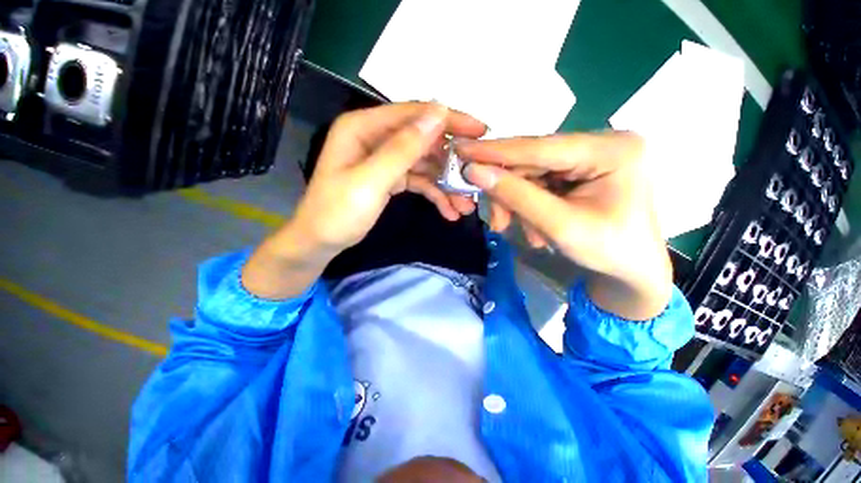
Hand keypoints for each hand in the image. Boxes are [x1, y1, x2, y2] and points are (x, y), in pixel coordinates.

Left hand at [242, 102, 486, 298]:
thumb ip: (403, 149)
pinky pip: (419, 181)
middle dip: (451, 162)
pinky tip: (449, 210)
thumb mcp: (371, 181)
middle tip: (475, 178)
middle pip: (424, 141)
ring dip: (446, 184)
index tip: (481, 131)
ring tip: (465, 205)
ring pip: (425, 165)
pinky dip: (435, 194)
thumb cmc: (337, 212)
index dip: (449, 120)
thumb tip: (438, 114)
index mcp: (365, 128)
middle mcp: (377, 139)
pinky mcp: (391, 179)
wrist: (320, 242)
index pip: (414, 114)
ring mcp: (385, 160)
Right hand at [459, 133, 672, 319]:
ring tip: (520, 231)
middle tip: (496, 221)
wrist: (632, 272)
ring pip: (531, 174)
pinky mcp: (579, 171)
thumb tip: (474, 172)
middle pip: (533, 162)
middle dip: (508, 194)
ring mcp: (589, 157)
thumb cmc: (608, 252)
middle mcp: (601, 144)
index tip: (460, 151)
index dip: (496, 151)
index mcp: (611, 150)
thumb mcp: (559, 226)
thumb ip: (516, 196)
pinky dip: (528, 206)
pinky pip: (540, 183)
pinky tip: (535, 229)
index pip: (539, 147)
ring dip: (517, 204)